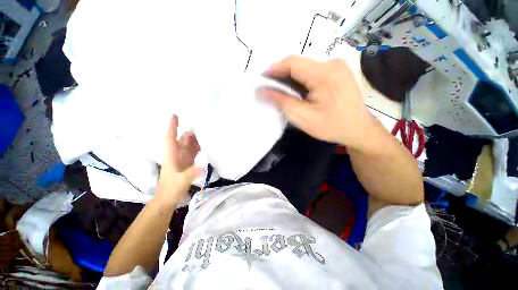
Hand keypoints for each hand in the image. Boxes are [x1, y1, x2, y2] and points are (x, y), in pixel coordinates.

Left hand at [156, 115, 202, 206]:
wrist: (167, 200)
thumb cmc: (170, 190)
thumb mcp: (180, 182)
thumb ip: (191, 174)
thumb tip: (202, 168)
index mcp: (171, 156)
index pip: (170, 138)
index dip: (172, 127)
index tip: (174, 115)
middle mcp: (176, 155)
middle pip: (182, 140)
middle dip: (189, 132)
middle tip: (201, 125)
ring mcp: (182, 159)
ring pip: (188, 145)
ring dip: (195, 139)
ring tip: (205, 133)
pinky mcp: (187, 164)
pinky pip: (193, 152)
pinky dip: (198, 147)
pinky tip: (205, 145)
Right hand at [258, 56, 375, 150]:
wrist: (359, 129)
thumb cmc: (331, 126)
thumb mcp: (303, 117)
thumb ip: (281, 102)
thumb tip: (261, 91)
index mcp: (324, 74)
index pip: (292, 63)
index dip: (274, 69)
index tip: (261, 78)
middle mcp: (332, 63)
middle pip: (299, 63)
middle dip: (281, 74)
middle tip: (269, 87)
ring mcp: (337, 66)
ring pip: (306, 67)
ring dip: (291, 77)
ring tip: (281, 90)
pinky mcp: (338, 72)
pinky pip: (314, 71)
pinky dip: (301, 79)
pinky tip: (297, 90)